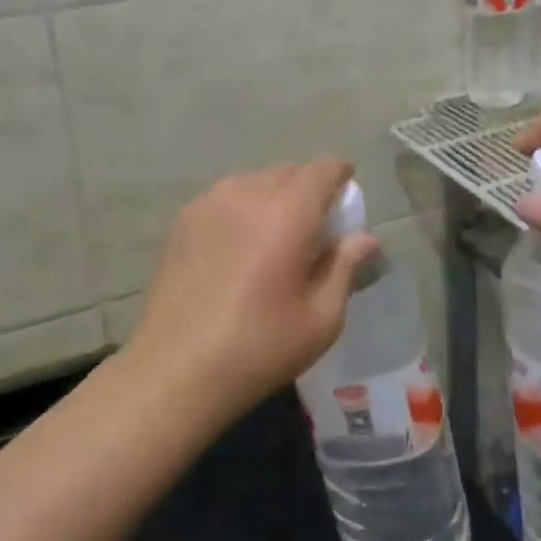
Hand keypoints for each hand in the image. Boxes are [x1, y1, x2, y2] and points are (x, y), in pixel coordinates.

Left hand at [126, 159, 379, 421]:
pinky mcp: (183, 221)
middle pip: (288, 171)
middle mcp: (247, 194)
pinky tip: (241, 243)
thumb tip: (365, 238)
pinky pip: (225, 196)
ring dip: (275, 195)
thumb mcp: (322, 318)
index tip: (348, 190)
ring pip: (255, 181)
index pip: (322, 170)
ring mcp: (209, 204)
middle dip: (309, 187)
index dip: (340, 174)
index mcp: (288, 214)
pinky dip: (244, 206)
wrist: (176, 370)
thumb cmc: (259, 347)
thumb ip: (345, 267)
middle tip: (317, 223)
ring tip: (277, 233)